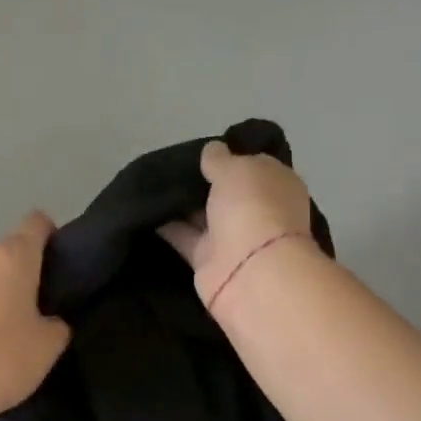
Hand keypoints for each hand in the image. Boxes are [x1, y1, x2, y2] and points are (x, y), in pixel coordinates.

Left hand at [0, 212, 71, 420]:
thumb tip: (49, 320)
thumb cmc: (3, 358)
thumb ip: (56, 323)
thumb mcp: (48, 345)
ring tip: (11, 327)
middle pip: (9, 250)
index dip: (51, 235)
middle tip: (42, 304)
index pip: (36, 223)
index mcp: (13, 257)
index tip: (60, 263)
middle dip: (26, 269)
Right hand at [159, 141, 317, 309]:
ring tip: (151, 184)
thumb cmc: (252, 207)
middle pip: (226, 192)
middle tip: (168, 166)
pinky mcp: (208, 259)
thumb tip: (212, 150)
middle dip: (201, 181)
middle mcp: (257, 210)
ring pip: (203, 214)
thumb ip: (219, 159)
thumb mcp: (235, 169)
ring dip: (181, 203)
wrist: (249, 271)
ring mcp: (233, 237)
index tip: (200, 151)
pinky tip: (144, 209)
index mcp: (276, 184)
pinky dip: (167, 226)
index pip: (253, 165)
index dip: (229, 157)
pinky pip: (185, 236)